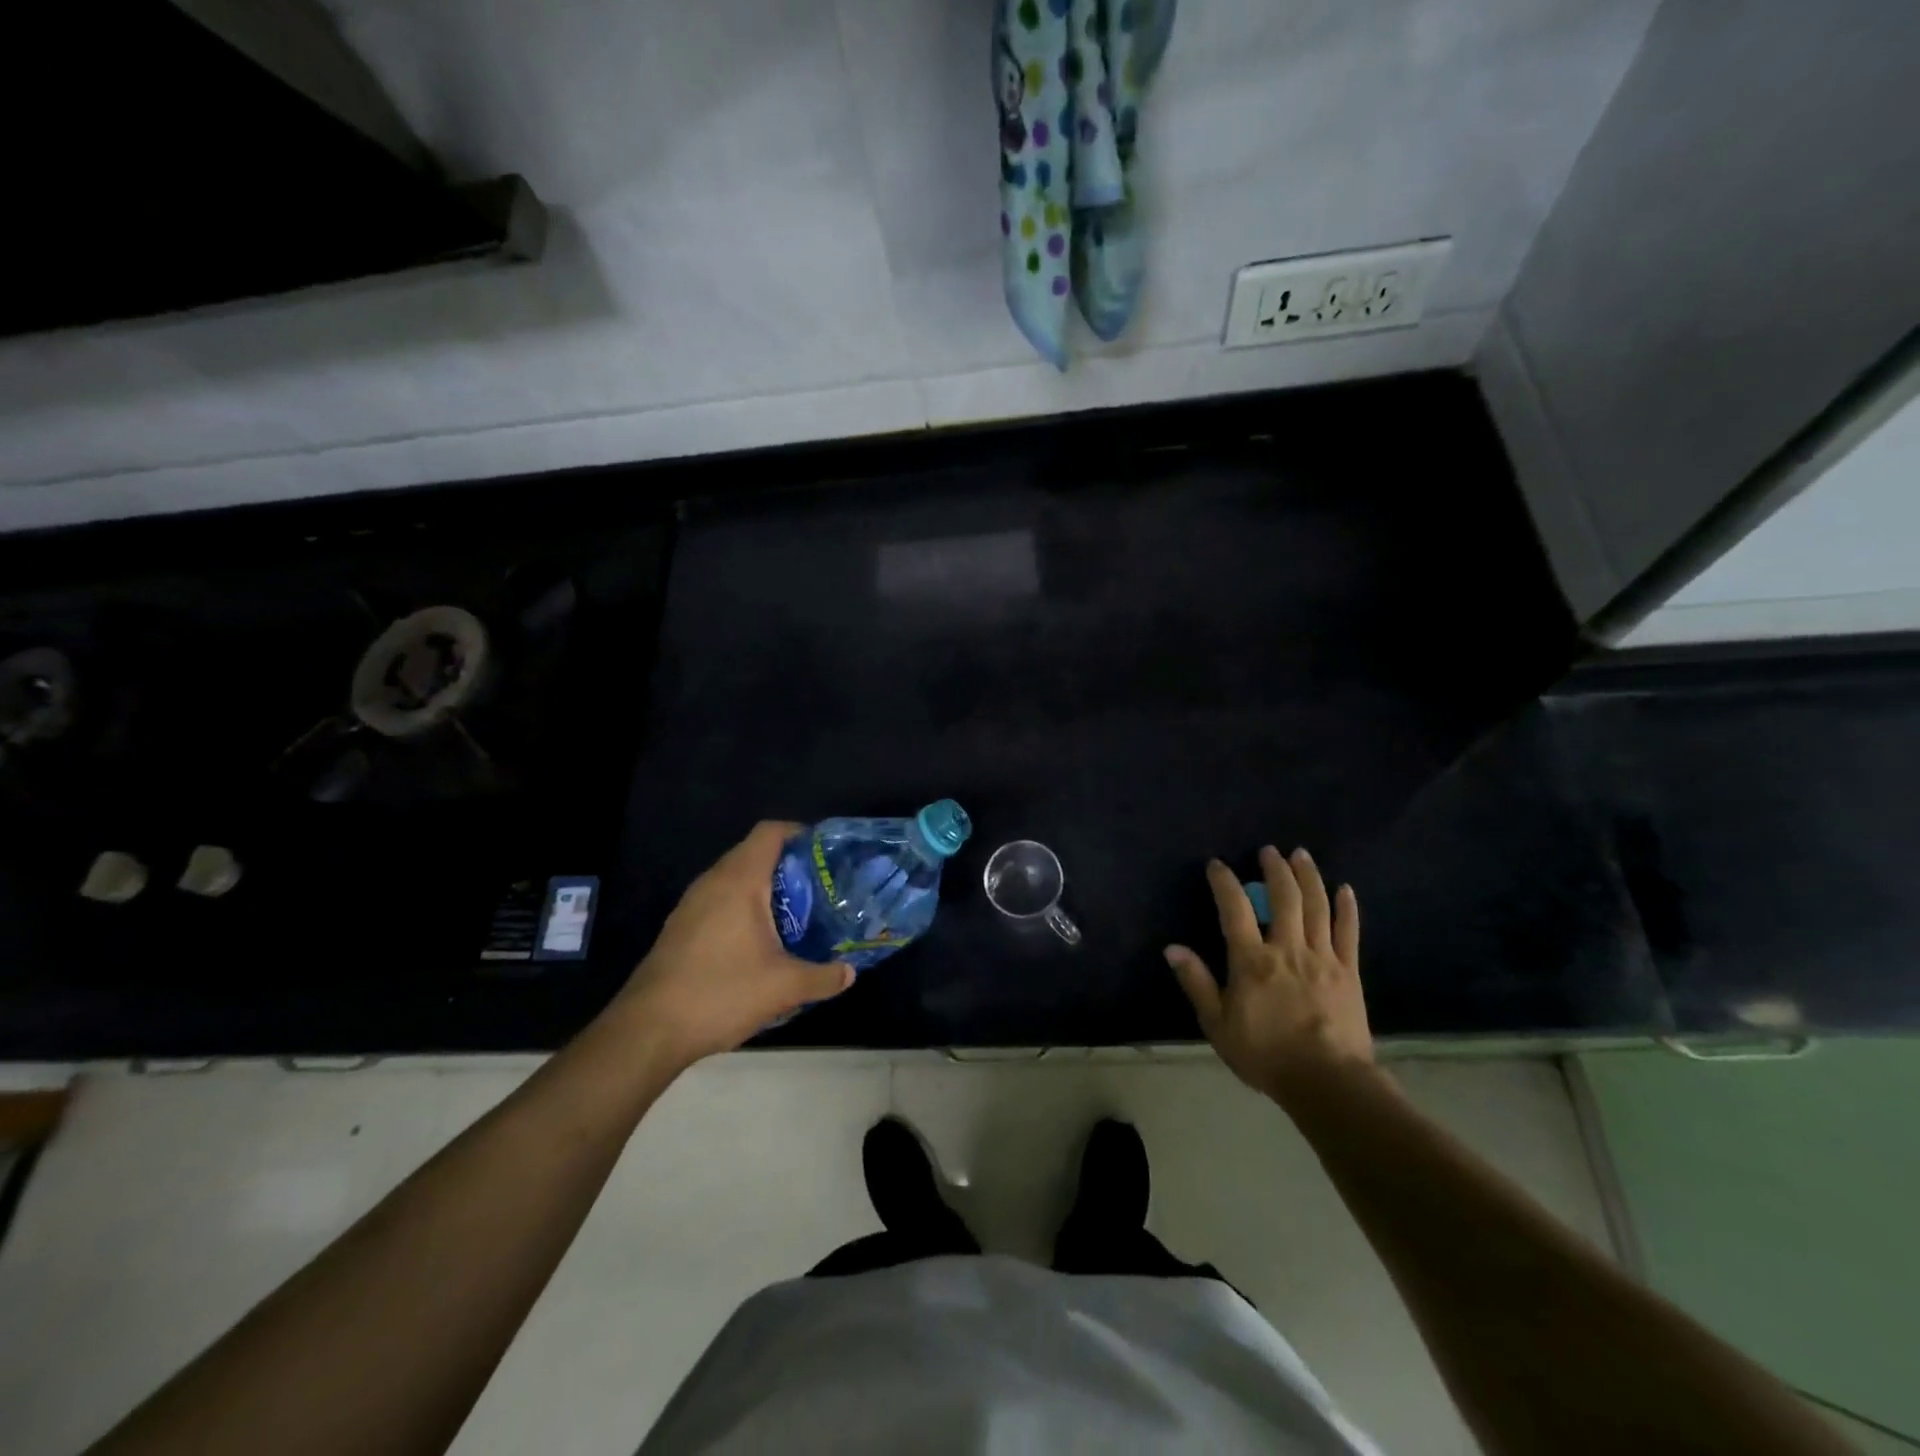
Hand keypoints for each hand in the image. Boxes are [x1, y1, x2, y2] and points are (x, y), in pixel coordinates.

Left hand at [617, 822, 852, 1066]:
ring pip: (735, 878)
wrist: (648, 1030)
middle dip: (789, 865)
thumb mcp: (784, 988)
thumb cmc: (720, 993)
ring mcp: (692, 904)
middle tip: (820, 887)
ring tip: (797, 913)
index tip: (826, 854)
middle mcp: (713, 882)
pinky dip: (744, 907)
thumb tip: (850, 973)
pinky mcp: (681, 927)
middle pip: (754, 853)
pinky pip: (720, 900)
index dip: (801, 833)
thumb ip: (824, 977)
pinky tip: (761, 941)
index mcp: (739, 880)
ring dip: (766, 889)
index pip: (771, 832)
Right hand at [1165, 846, 1373, 1104]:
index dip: (1224, 882)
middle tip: (1269, 851)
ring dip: (1308, 876)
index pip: (1235, 909)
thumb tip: (1172, 948)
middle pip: (1284, 897)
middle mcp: (1287, 948)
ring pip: (1317, 906)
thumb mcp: (1218, 1024)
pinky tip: (1345, 889)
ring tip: (1301, 855)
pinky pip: (1348, 932)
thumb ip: (1197, 983)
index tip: (1217, 865)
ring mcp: (1322, 957)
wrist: (1327, 1083)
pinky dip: (1347, 908)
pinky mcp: (1349, 972)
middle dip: (1275, 869)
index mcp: (1252, 960)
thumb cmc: (1265, 1055)